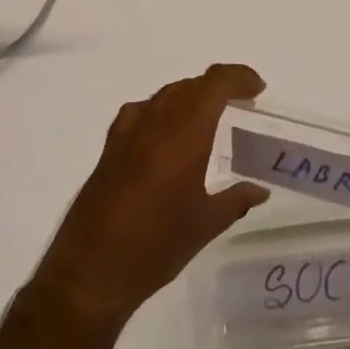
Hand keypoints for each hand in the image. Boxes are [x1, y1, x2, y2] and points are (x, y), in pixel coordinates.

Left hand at [33, 64, 269, 328]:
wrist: (90, 271)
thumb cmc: (156, 246)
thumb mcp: (205, 225)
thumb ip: (236, 200)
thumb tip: (259, 190)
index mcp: (184, 133)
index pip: (214, 84)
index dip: (238, 77)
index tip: (258, 89)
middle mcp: (155, 121)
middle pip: (191, 85)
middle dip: (218, 87)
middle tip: (241, 103)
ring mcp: (127, 131)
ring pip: (166, 95)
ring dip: (191, 96)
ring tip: (210, 117)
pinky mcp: (110, 147)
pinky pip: (143, 111)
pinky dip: (163, 110)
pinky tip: (167, 134)